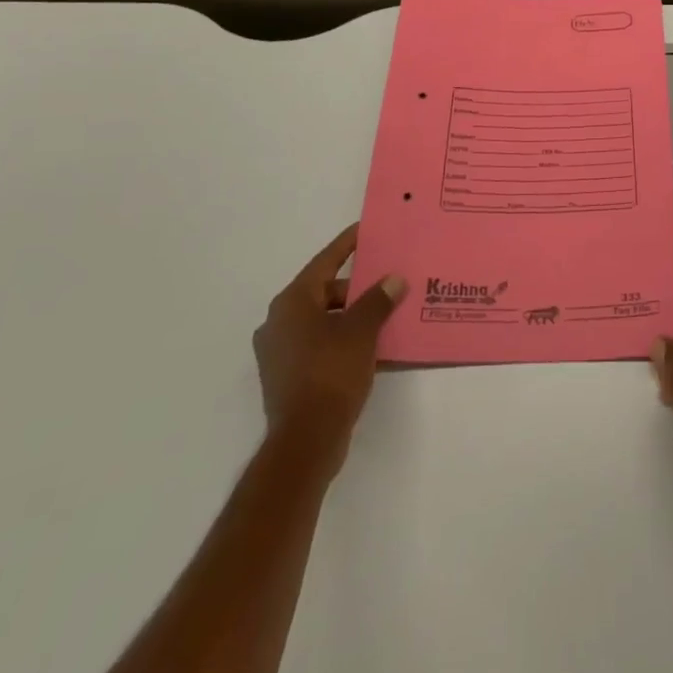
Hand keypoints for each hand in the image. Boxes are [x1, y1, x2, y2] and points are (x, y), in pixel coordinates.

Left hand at [253, 224, 405, 477]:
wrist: (305, 442)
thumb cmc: (330, 374)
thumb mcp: (361, 331)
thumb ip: (378, 301)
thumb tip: (393, 280)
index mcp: (292, 302)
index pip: (325, 262)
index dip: (347, 245)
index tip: (365, 230)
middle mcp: (279, 322)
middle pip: (324, 291)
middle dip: (356, 288)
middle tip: (387, 284)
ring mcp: (280, 352)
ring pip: (322, 320)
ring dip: (350, 316)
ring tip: (384, 315)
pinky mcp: (286, 376)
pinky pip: (319, 344)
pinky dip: (341, 339)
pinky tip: (369, 346)